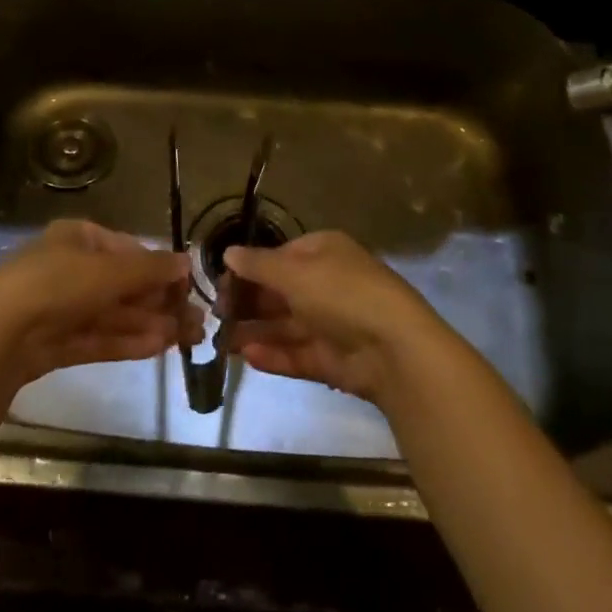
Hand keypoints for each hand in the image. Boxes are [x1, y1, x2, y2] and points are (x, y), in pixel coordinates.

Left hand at [0, 220, 201, 387]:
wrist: (0, 336)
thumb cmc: (58, 284)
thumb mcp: (109, 270)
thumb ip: (150, 268)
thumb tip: (187, 261)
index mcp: (78, 238)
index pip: (127, 249)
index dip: (159, 267)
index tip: (188, 285)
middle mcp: (71, 268)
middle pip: (124, 285)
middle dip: (161, 301)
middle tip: (197, 320)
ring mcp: (63, 307)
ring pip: (115, 314)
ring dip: (151, 323)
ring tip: (188, 337)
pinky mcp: (58, 342)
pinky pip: (101, 337)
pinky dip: (129, 341)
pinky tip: (160, 347)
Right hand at [222, 231, 456, 407]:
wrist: (394, 349)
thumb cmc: (342, 294)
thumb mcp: (295, 272)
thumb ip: (258, 265)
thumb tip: (228, 252)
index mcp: (324, 252)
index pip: (280, 256)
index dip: (250, 268)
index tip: (221, 282)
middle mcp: (327, 284)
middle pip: (280, 292)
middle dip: (248, 302)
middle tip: (216, 314)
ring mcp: (331, 323)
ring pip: (285, 325)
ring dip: (254, 331)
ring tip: (221, 341)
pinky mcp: (333, 359)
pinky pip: (297, 353)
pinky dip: (273, 355)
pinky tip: (246, 357)